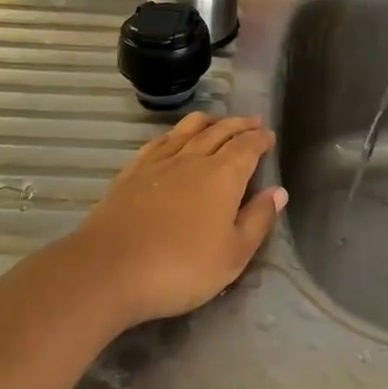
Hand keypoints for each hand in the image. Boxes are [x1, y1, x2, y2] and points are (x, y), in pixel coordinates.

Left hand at [65, 113, 286, 328]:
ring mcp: (160, 162)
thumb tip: (278, 191)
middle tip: (253, 121)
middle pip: (221, 131)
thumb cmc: (181, 267)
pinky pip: (160, 141)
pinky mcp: (133, 171)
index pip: (248, 147)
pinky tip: (174, 137)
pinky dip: (175, 133)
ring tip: (218, 119)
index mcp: (224, 175)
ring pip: (189, 129)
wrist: (109, 269)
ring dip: (209, 120)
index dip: (261, 139)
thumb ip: (258, 220)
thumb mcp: (233, 255)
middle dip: (240, 124)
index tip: (269, 135)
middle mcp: (194, 158)